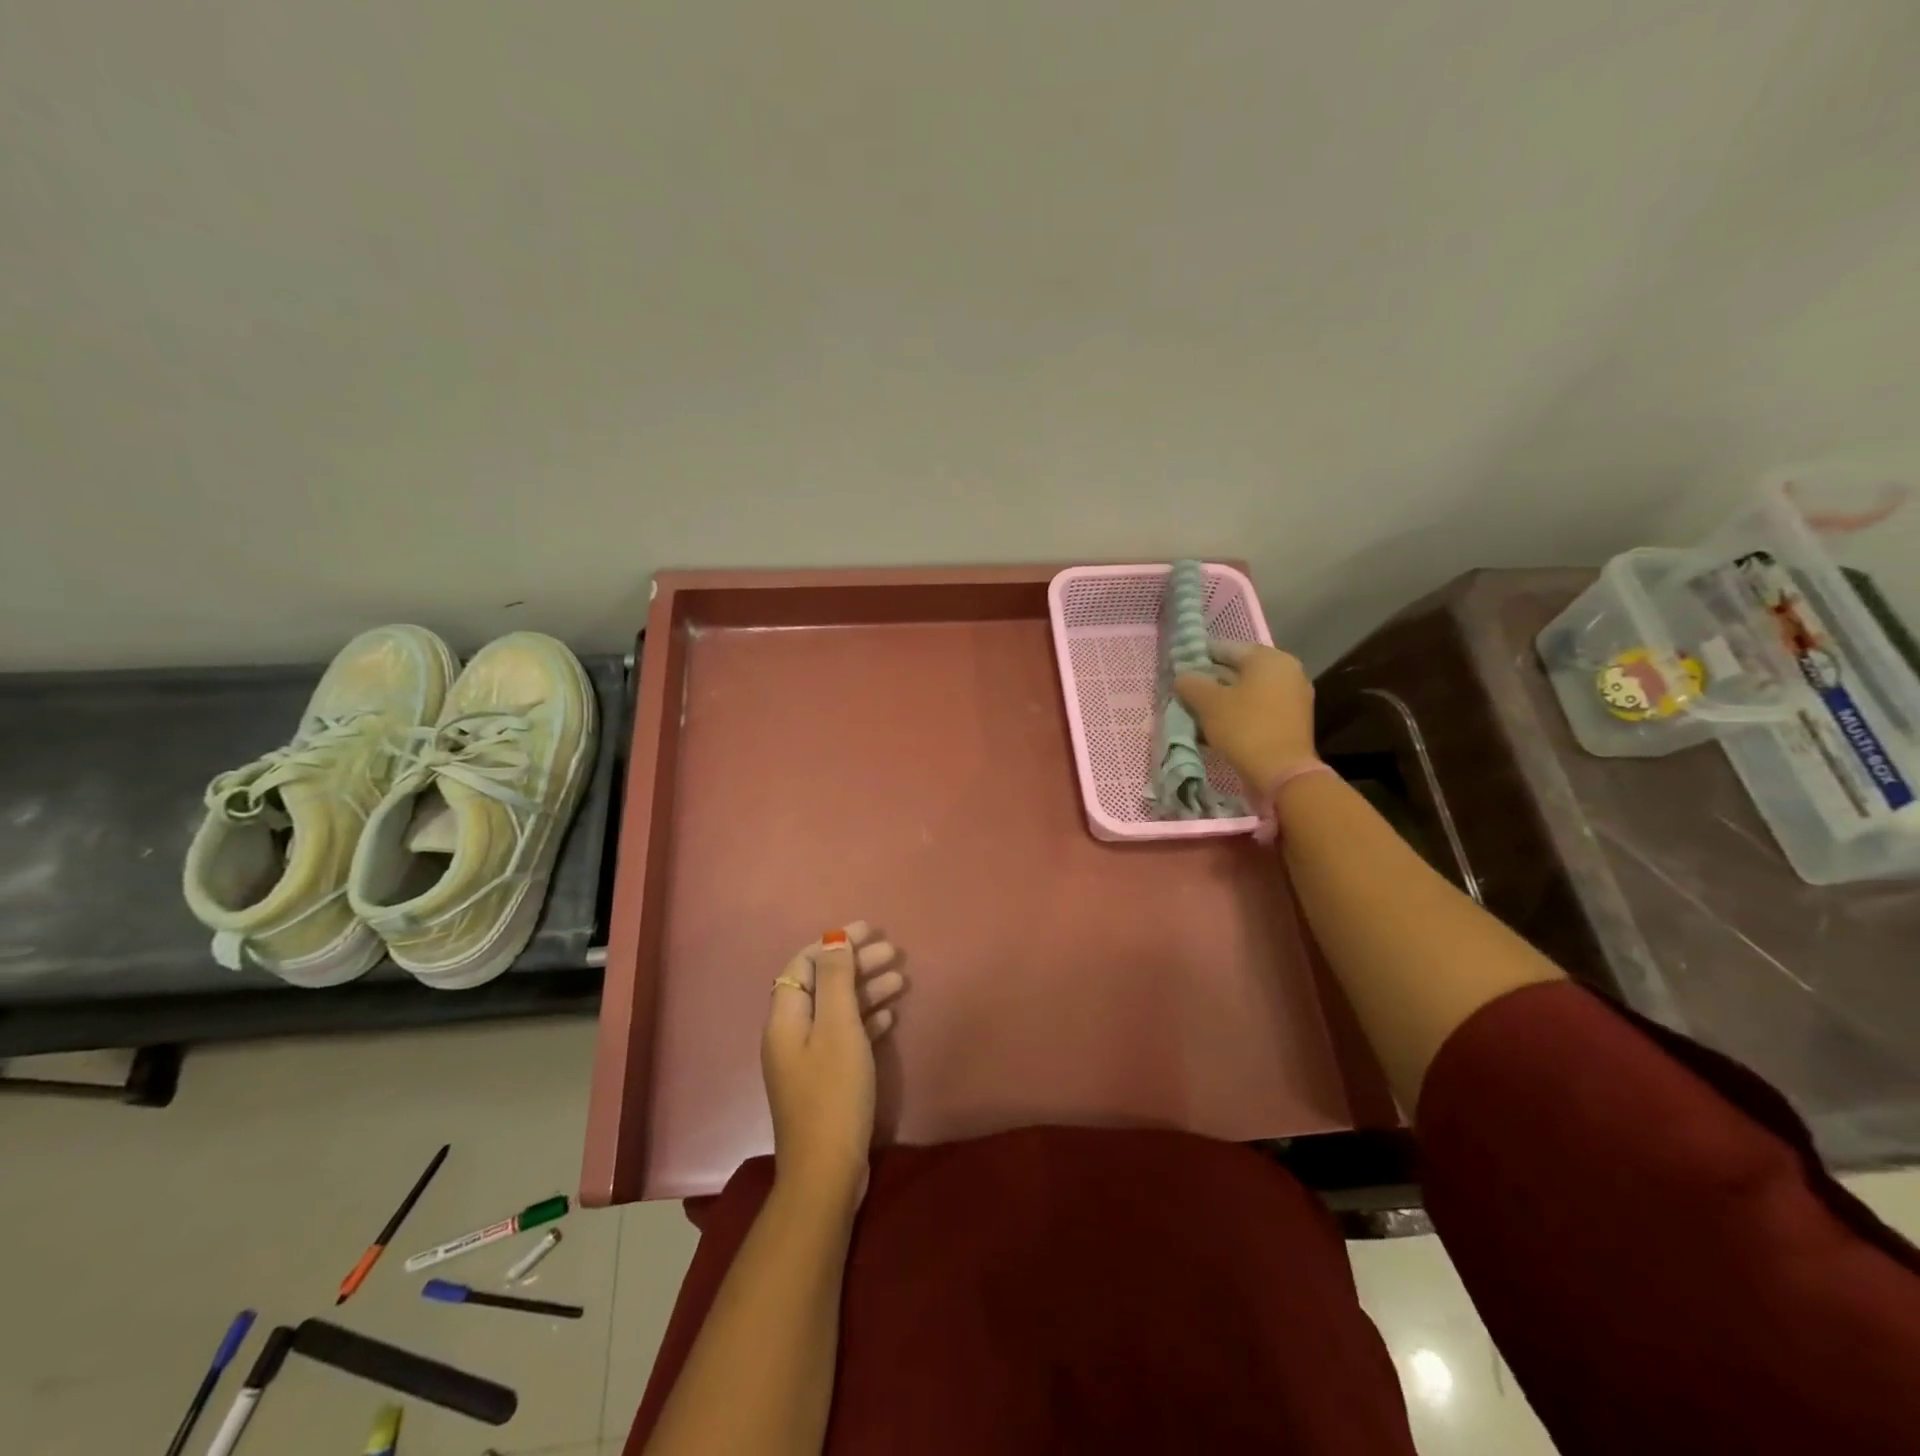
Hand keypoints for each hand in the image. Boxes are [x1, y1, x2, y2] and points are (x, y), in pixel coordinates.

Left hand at [762, 921, 904, 1207]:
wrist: (827, 1171)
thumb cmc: (833, 1092)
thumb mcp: (837, 1028)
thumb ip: (835, 980)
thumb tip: (833, 938)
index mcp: (785, 1018)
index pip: (803, 964)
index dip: (833, 942)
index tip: (868, 930)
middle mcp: (791, 1033)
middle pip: (823, 984)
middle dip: (855, 964)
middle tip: (893, 952)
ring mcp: (808, 1058)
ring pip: (837, 1009)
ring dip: (866, 990)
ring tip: (900, 978)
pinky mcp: (826, 1078)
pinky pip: (845, 1035)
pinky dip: (866, 1019)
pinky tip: (889, 1014)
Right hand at [1173, 641, 1317, 798]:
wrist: (1283, 773)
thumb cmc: (1244, 728)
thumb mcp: (1208, 703)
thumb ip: (1191, 683)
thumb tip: (1182, 676)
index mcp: (1268, 658)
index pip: (1225, 648)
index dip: (1198, 657)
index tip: (1178, 669)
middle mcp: (1286, 670)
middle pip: (1238, 670)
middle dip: (1211, 680)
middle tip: (1185, 692)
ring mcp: (1293, 696)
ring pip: (1248, 691)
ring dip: (1223, 699)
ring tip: (1198, 712)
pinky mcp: (1292, 720)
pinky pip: (1258, 708)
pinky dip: (1239, 713)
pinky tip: (1218, 726)